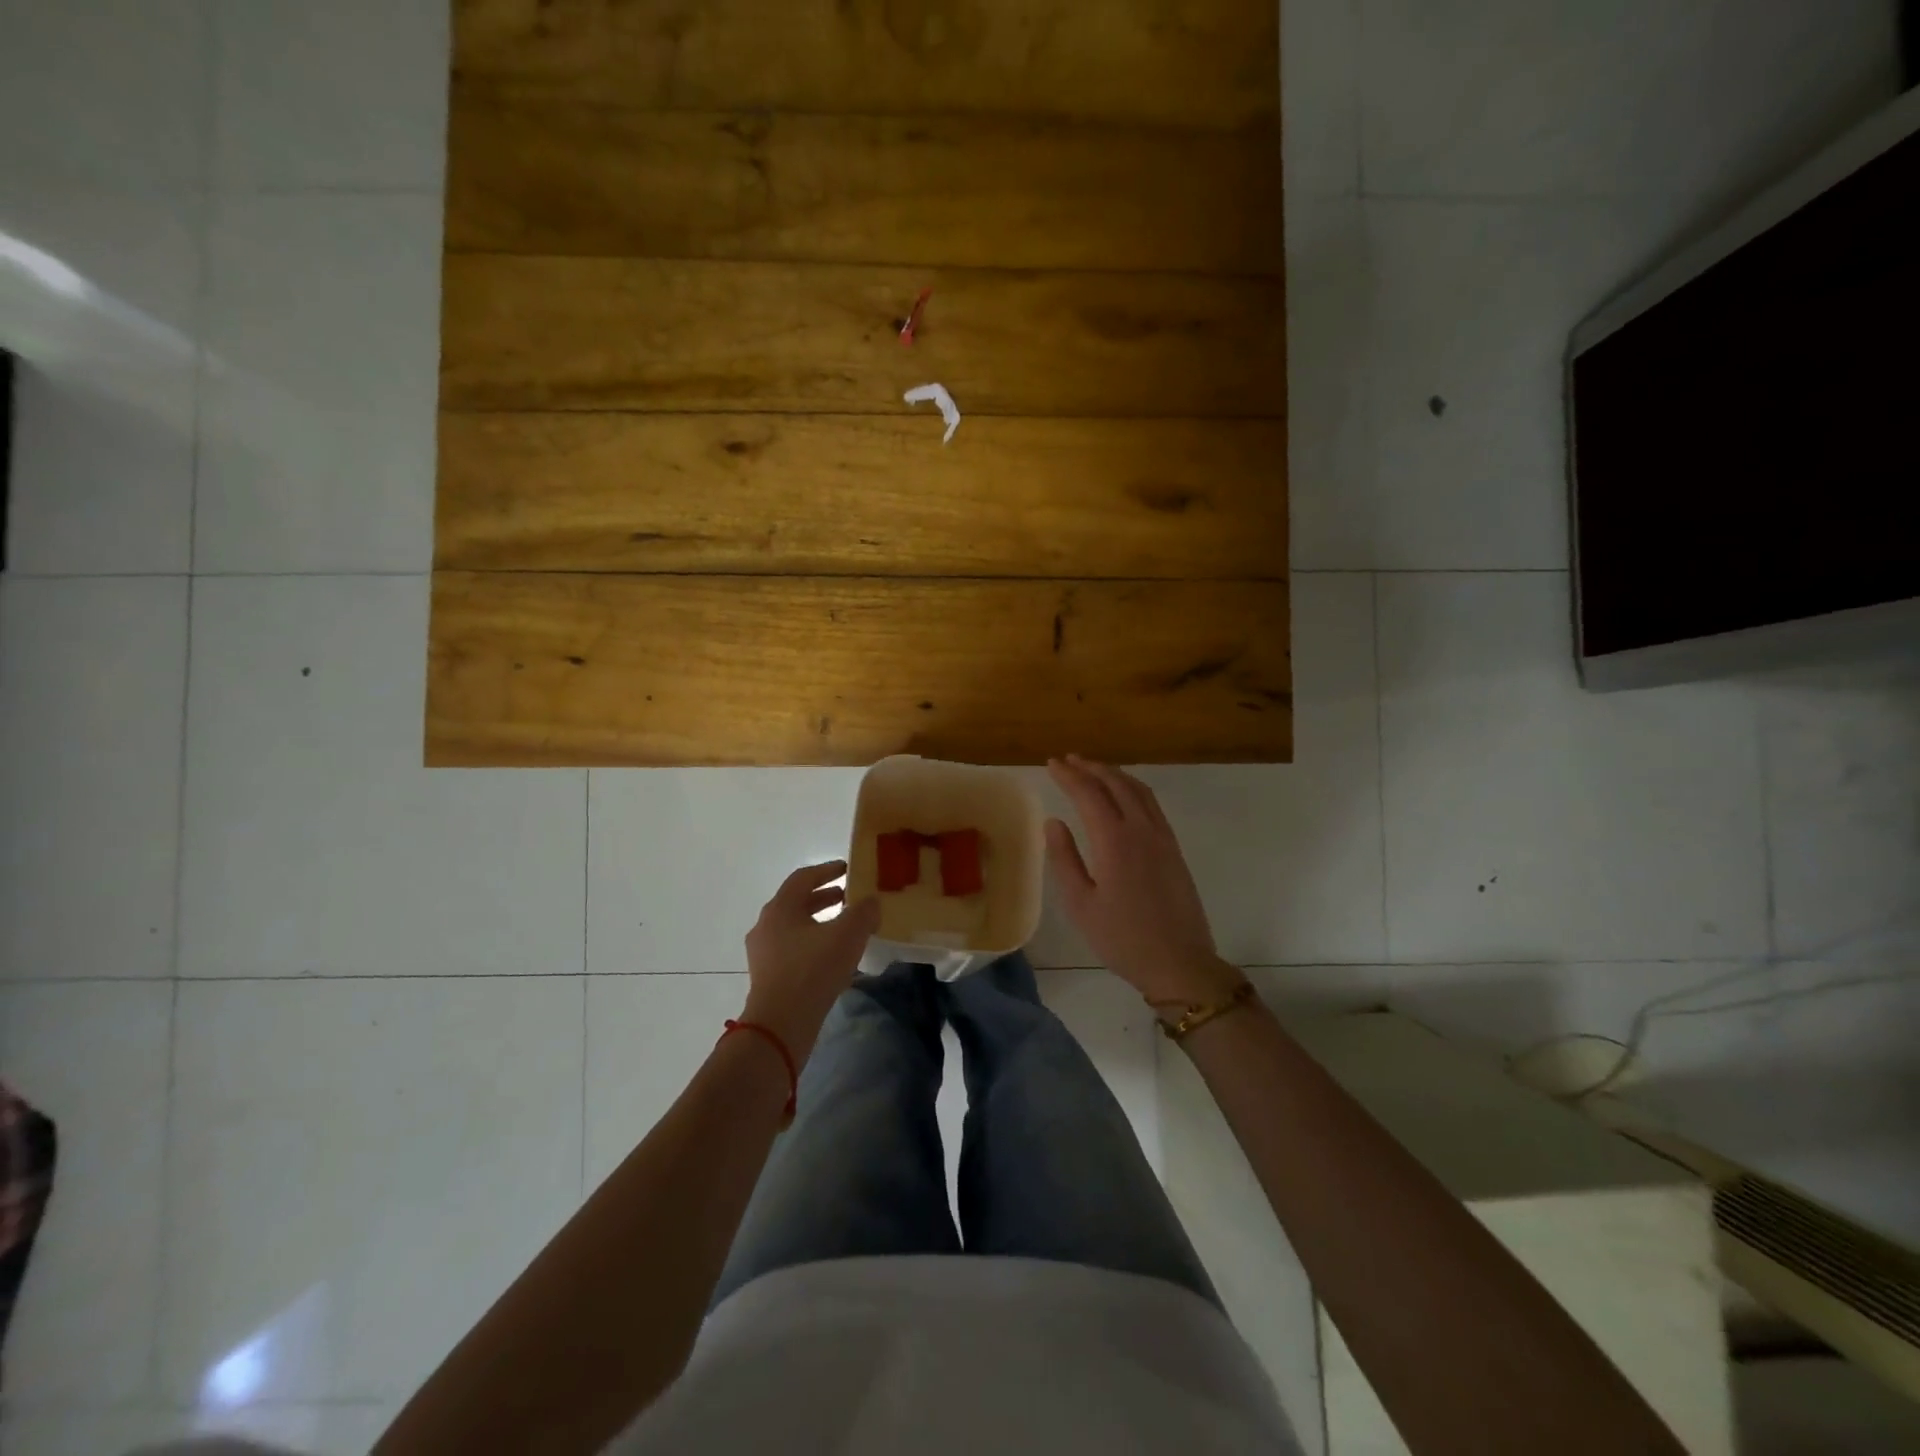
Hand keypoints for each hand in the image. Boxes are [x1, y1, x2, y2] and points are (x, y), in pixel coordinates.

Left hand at [740, 861, 881, 1062]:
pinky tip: (833, 957)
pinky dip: (813, 943)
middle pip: (797, 902)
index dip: (827, 870)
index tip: (848, 869)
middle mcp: (766, 925)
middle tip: (849, 897)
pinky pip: (792, 949)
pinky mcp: (767, 976)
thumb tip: (871, 902)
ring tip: (845, 927)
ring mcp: (763, 953)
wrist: (780, 1025)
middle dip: (824, 897)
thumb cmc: (812, 971)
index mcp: (780, 908)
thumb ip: (863, 912)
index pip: (803, 878)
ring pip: (795, 927)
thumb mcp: (847, 935)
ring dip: (819, 922)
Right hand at [1045, 756, 1240, 1006]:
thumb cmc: (1122, 938)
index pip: (1088, 794)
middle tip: (1068, 760)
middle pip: (1116, 784)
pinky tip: (1124, 795)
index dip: (1068, 776)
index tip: (1051, 763)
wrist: (1179, 962)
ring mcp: (1162, 837)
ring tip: (1093, 769)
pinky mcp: (1174, 849)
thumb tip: (1054, 822)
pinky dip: (1133, 788)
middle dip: (1091, 768)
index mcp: (1114, 841)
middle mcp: (1141, 830)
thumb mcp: (1081, 904)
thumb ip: (1065, 859)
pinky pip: (1152, 805)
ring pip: (1138, 790)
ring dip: (1114, 774)